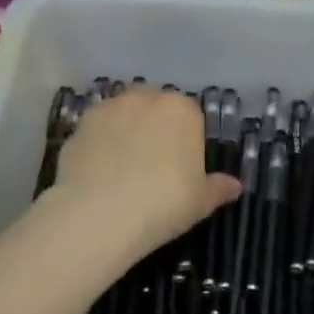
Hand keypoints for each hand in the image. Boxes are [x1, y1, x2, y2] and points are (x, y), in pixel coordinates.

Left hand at [47, 89, 240, 263]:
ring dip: (125, 130)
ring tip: (122, 166)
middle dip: (154, 126)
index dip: (186, 138)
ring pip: (122, 114)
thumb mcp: (201, 201)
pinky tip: (98, 172)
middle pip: (154, 106)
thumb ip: (219, 188)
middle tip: (152, 162)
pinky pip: (95, 131)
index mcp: (182, 110)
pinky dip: (98, 144)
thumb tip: (235, 186)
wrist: (100, 215)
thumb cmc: (164, 202)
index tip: (182, 163)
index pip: (190, 114)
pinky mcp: (78, 125)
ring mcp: (108, 109)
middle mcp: (145, 99)